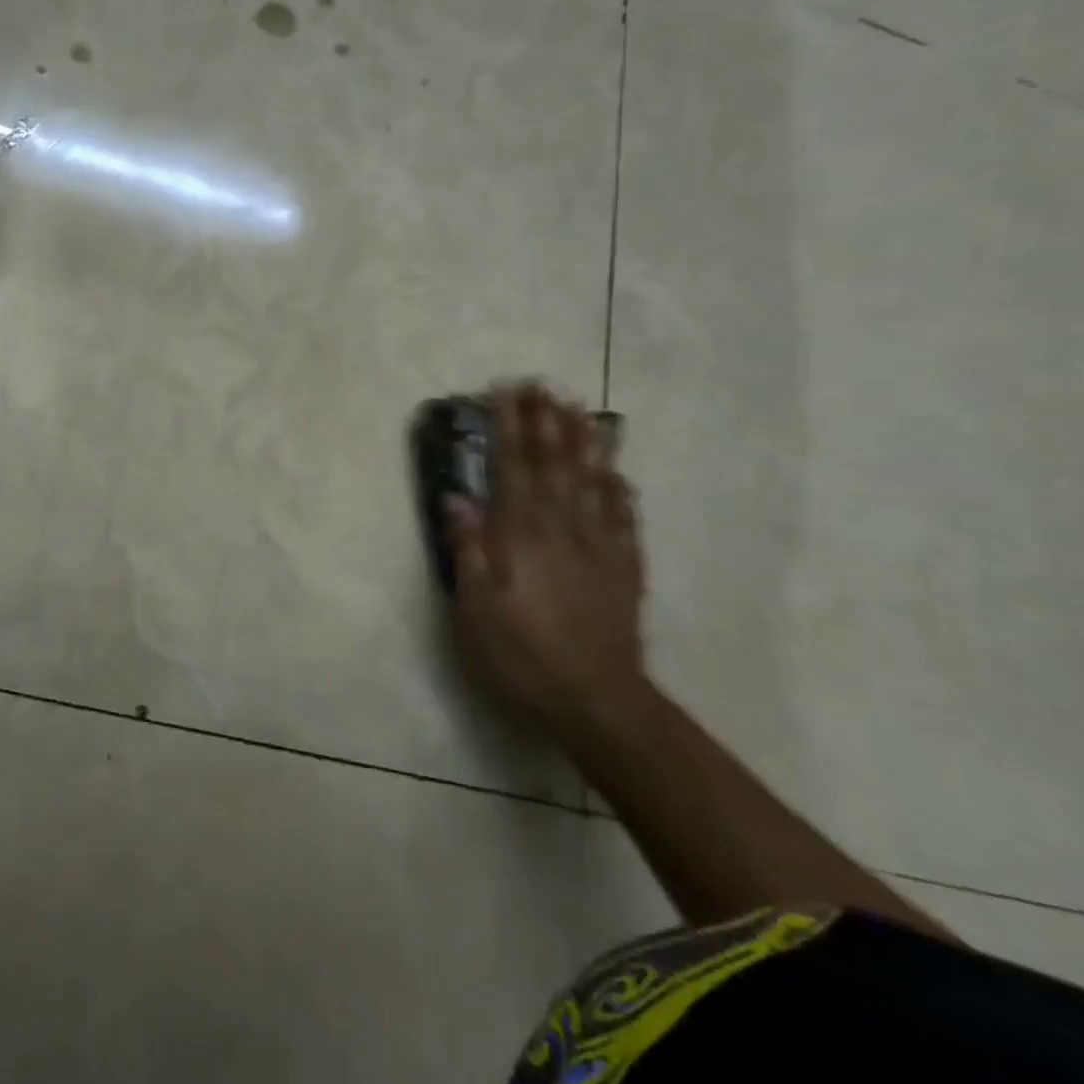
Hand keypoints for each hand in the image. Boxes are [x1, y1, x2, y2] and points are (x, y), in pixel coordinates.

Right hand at [447, 384, 646, 734]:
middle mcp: (562, 527)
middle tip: (541, 384)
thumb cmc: (522, 654)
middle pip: (554, 463)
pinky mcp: (625, 566)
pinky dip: (618, 488)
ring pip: (592, 480)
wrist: (596, 699)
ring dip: (583, 441)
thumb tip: (458, 499)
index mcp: (522, 534)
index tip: (505, 391)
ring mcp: (599, 544)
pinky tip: (617, 472)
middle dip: (545, 420)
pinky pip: (624, 516)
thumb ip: (469, 549)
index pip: (513, 466)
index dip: (509, 426)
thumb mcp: (476, 609)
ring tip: (579, 408)